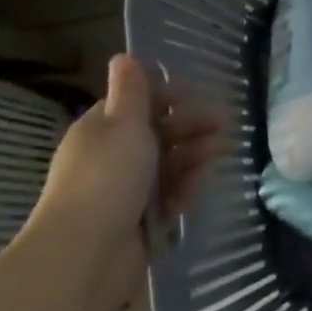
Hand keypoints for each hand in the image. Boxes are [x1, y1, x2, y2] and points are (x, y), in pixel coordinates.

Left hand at [30, 55, 226, 286]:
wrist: (85, 255)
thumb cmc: (107, 177)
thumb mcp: (124, 123)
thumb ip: (132, 90)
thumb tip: (123, 55)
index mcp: (100, 130)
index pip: (136, 104)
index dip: (167, 98)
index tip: (196, 96)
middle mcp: (110, 157)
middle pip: (156, 134)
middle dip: (190, 126)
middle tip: (225, 124)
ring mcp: (123, 192)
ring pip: (166, 165)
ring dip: (194, 155)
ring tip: (224, 151)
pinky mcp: (137, 222)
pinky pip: (168, 197)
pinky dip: (185, 188)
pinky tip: (201, 185)